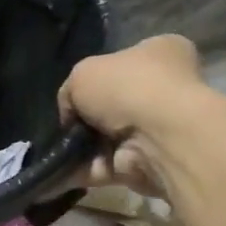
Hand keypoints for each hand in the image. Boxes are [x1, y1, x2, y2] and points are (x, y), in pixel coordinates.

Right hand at [58, 35, 208, 194]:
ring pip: (111, 139)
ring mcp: (161, 129)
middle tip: (66, 124)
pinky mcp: (151, 164)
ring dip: (84, 147)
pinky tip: (61, 172)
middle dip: (89, 118)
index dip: (99, 75)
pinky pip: (109, 166)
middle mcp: (167, 89)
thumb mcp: (83, 72)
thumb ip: (72, 91)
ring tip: (58, 150)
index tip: (77, 92)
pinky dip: (85, 170)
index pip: (128, 60)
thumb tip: (72, 115)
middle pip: (116, 103)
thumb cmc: (127, 87)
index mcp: (162, 52)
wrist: (158, 137)